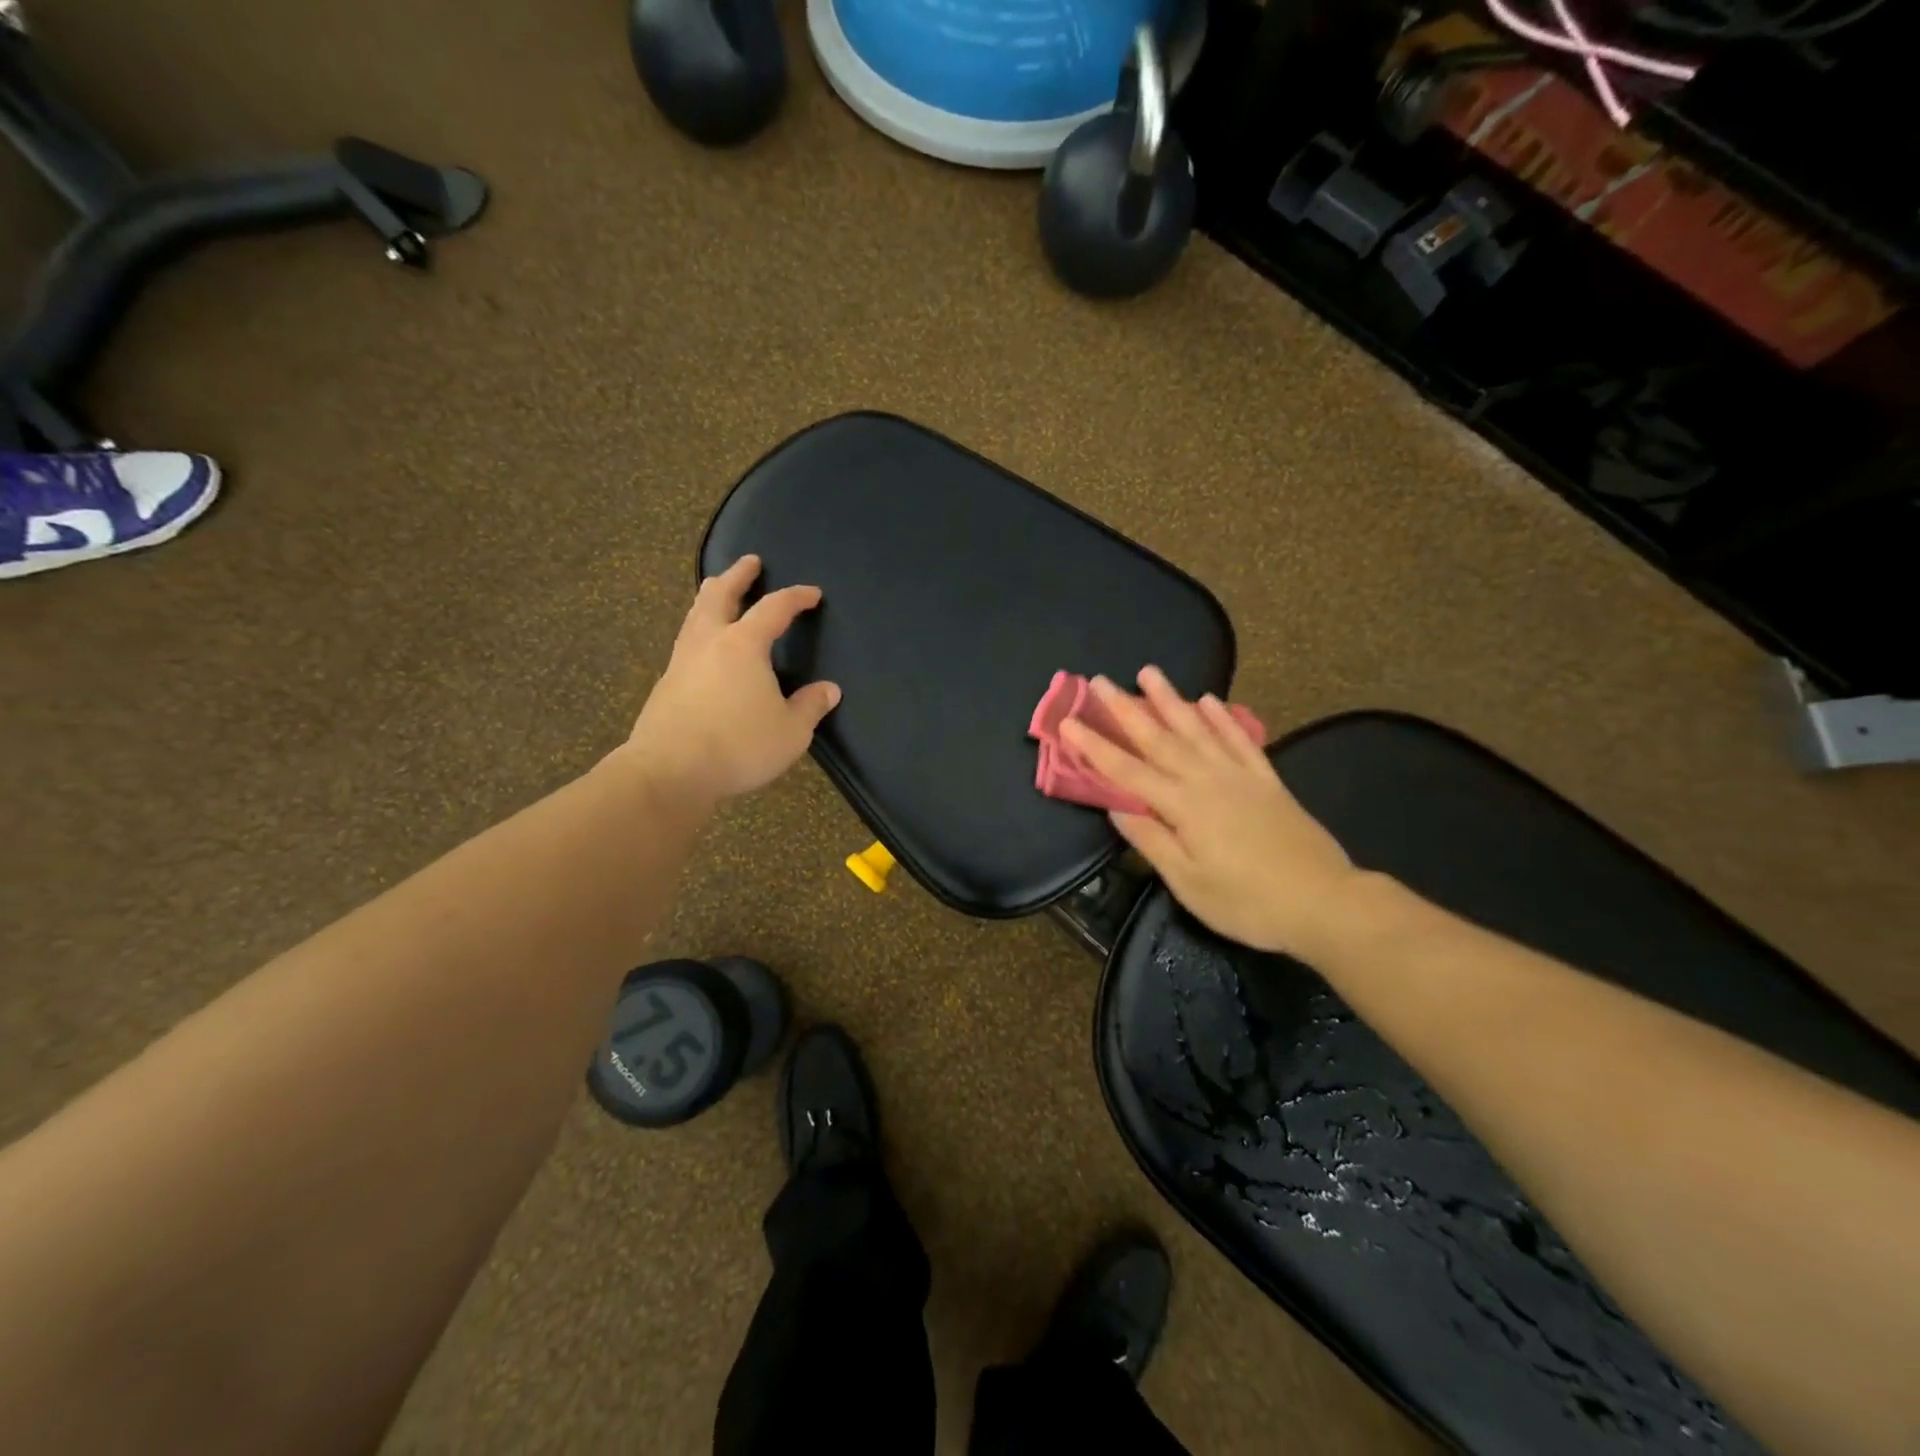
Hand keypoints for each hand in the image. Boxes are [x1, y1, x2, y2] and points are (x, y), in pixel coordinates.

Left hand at [621, 555, 840, 802]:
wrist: (669, 772)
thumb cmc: (738, 746)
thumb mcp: (790, 732)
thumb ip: (810, 707)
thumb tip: (829, 690)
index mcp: (744, 645)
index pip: (774, 609)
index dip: (795, 597)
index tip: (812, 593)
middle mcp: (710, 642)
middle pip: (720, 594)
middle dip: (737, 575)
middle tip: (750, 562)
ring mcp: (682, 661)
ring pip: (696, 615)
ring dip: (711, 596)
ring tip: (719, 591)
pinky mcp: (666, 685)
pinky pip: (686, 642)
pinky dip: (699, 629)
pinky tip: (704, 646)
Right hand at [1061, 667, 1362, 956]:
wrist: (1325, 902)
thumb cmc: (1248, 902)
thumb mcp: (1189, 882)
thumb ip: (1152, 840)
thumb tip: (1116, 807)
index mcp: (1183, 807)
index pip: (1127, 772)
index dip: (1095, 747)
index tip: (1069, 722)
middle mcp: (1207, 780)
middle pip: (1159, 739)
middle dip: (1126, 710)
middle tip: (1101, 681)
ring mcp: (1240, 776)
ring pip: (1198, 729)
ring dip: (1171, 700)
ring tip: (1149, 672)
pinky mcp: (1267, 781)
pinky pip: (1240, 740)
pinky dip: (1223, 719)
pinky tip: (1209, 701)